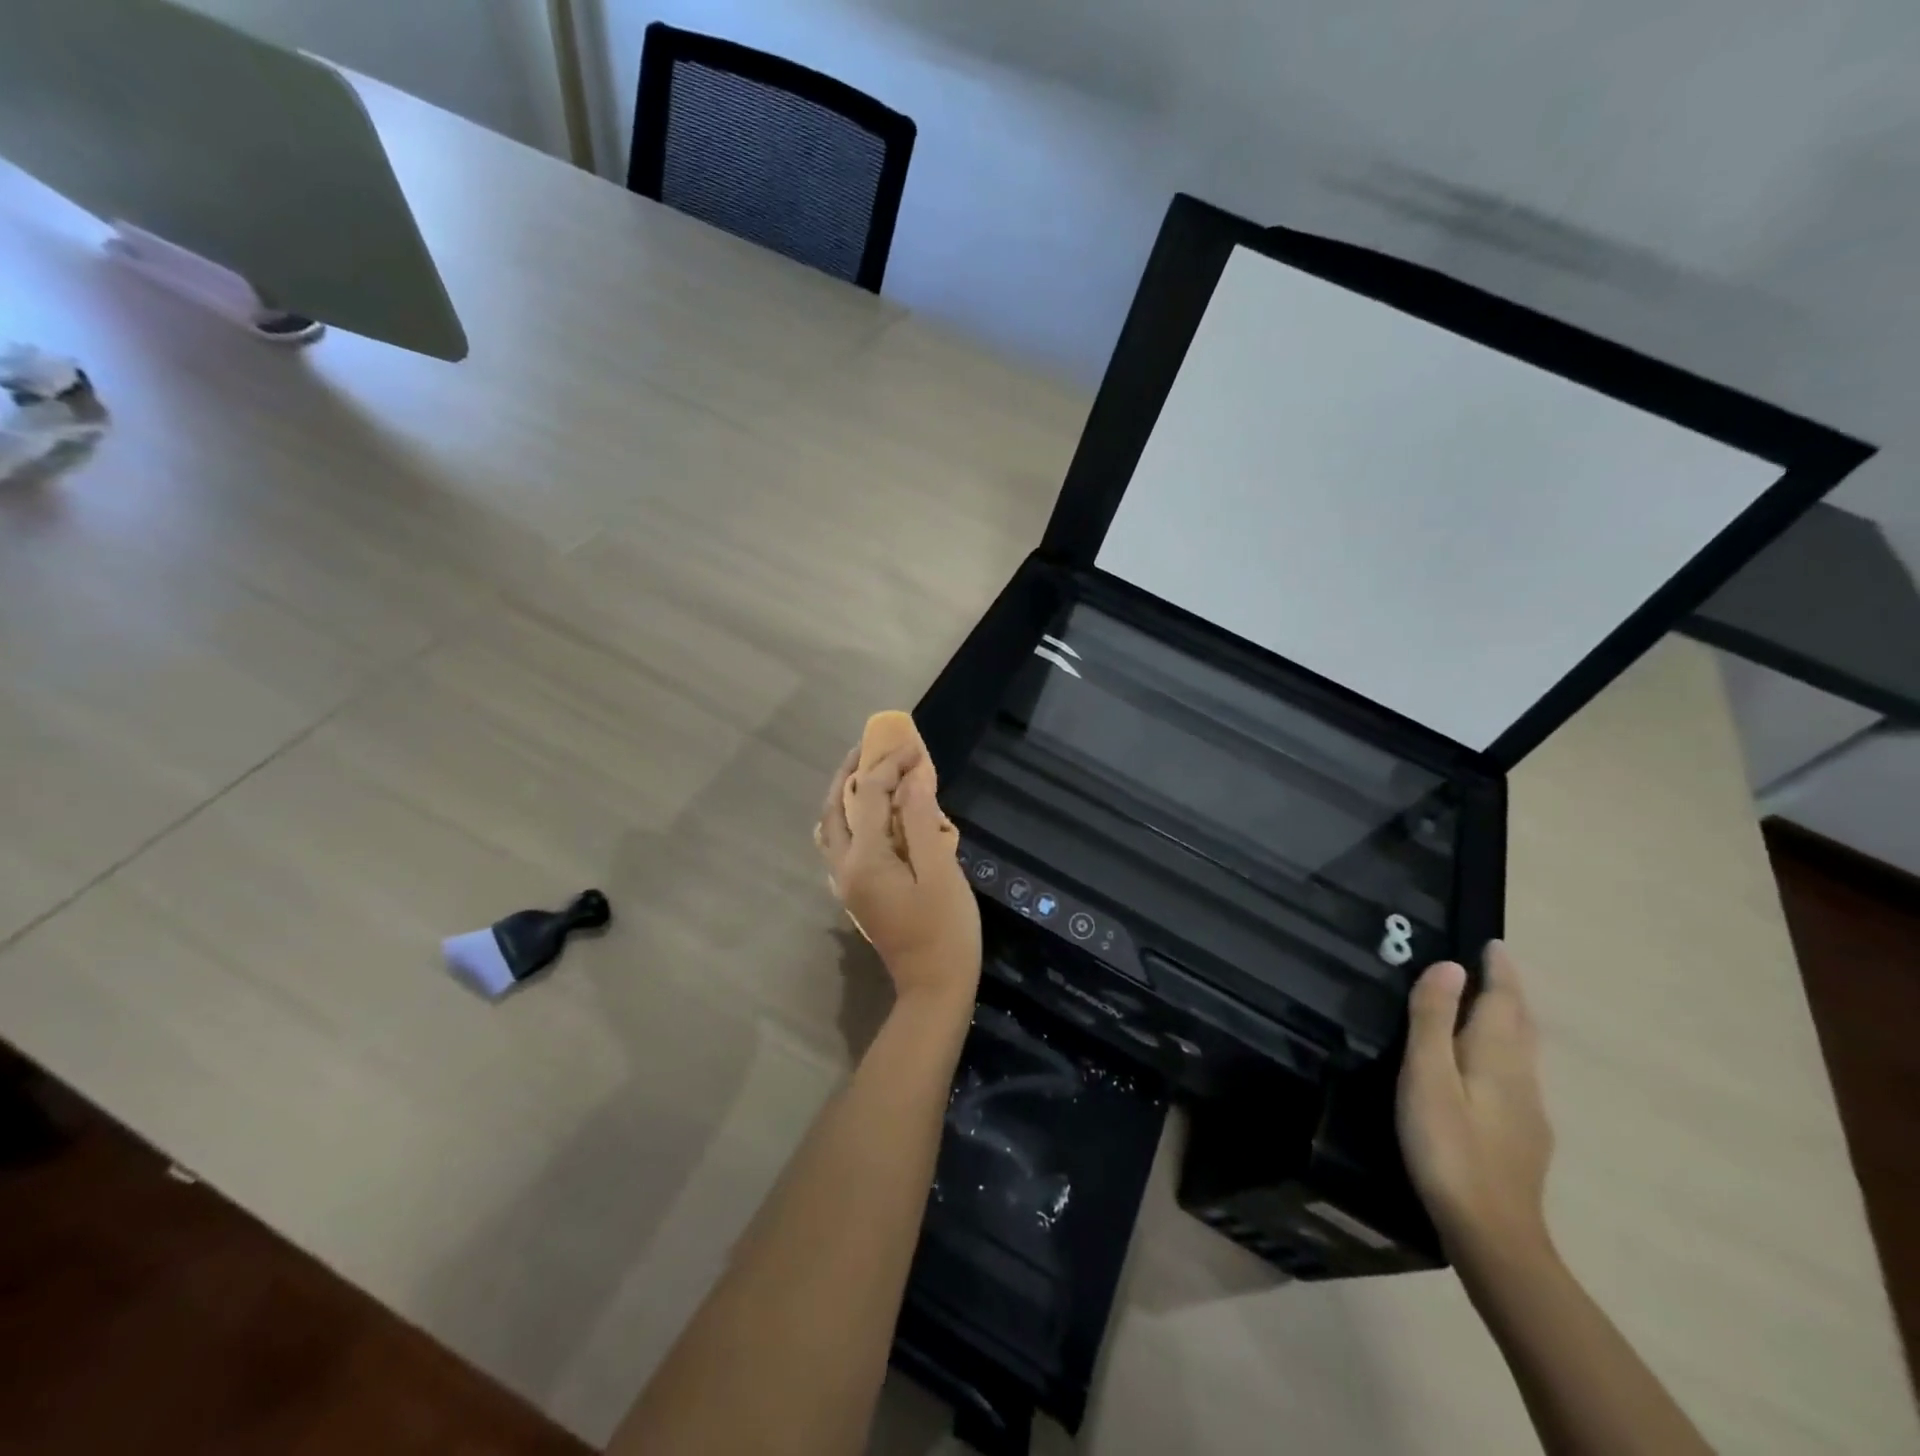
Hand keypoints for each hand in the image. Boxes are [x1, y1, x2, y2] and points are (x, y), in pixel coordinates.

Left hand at [817, 742, 980, 1004]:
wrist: (934, 986)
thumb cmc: (945, 928)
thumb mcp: (940, 871)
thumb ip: (923, 821)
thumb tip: (913, 779)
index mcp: (865, 859)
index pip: (872, 795)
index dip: (892, 766)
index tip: (916, 748)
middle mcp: (845, 866)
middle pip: (837, 807)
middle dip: (852, 771)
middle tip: (871, 746)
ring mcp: (847, 882)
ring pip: (833, 826)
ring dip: (846, 793)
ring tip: (867, 770)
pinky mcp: (857, 891)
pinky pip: (842, 843)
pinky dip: (851, 817)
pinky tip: (869, 811)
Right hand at [1397, 941, 1555, 1265]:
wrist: (1492, 1235)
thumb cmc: (1448, 1147)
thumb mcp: (1427, 1077)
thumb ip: (1434, 1020)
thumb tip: (1449, 966)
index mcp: (1497, 1057)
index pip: (1504, 1001)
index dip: (1499, 971)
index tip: (1494, 944)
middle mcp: (1522, 1078)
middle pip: (1521, 1025)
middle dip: (1509, 993)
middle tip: (1492, 968)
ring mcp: (1529, 1112)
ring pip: (1523, 1053)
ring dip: (1509, 1022)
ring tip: (1487, 1009)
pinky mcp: (1524, 1139)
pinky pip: (1517, 1077)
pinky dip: (1504, 1053)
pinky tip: (1488, 1071)